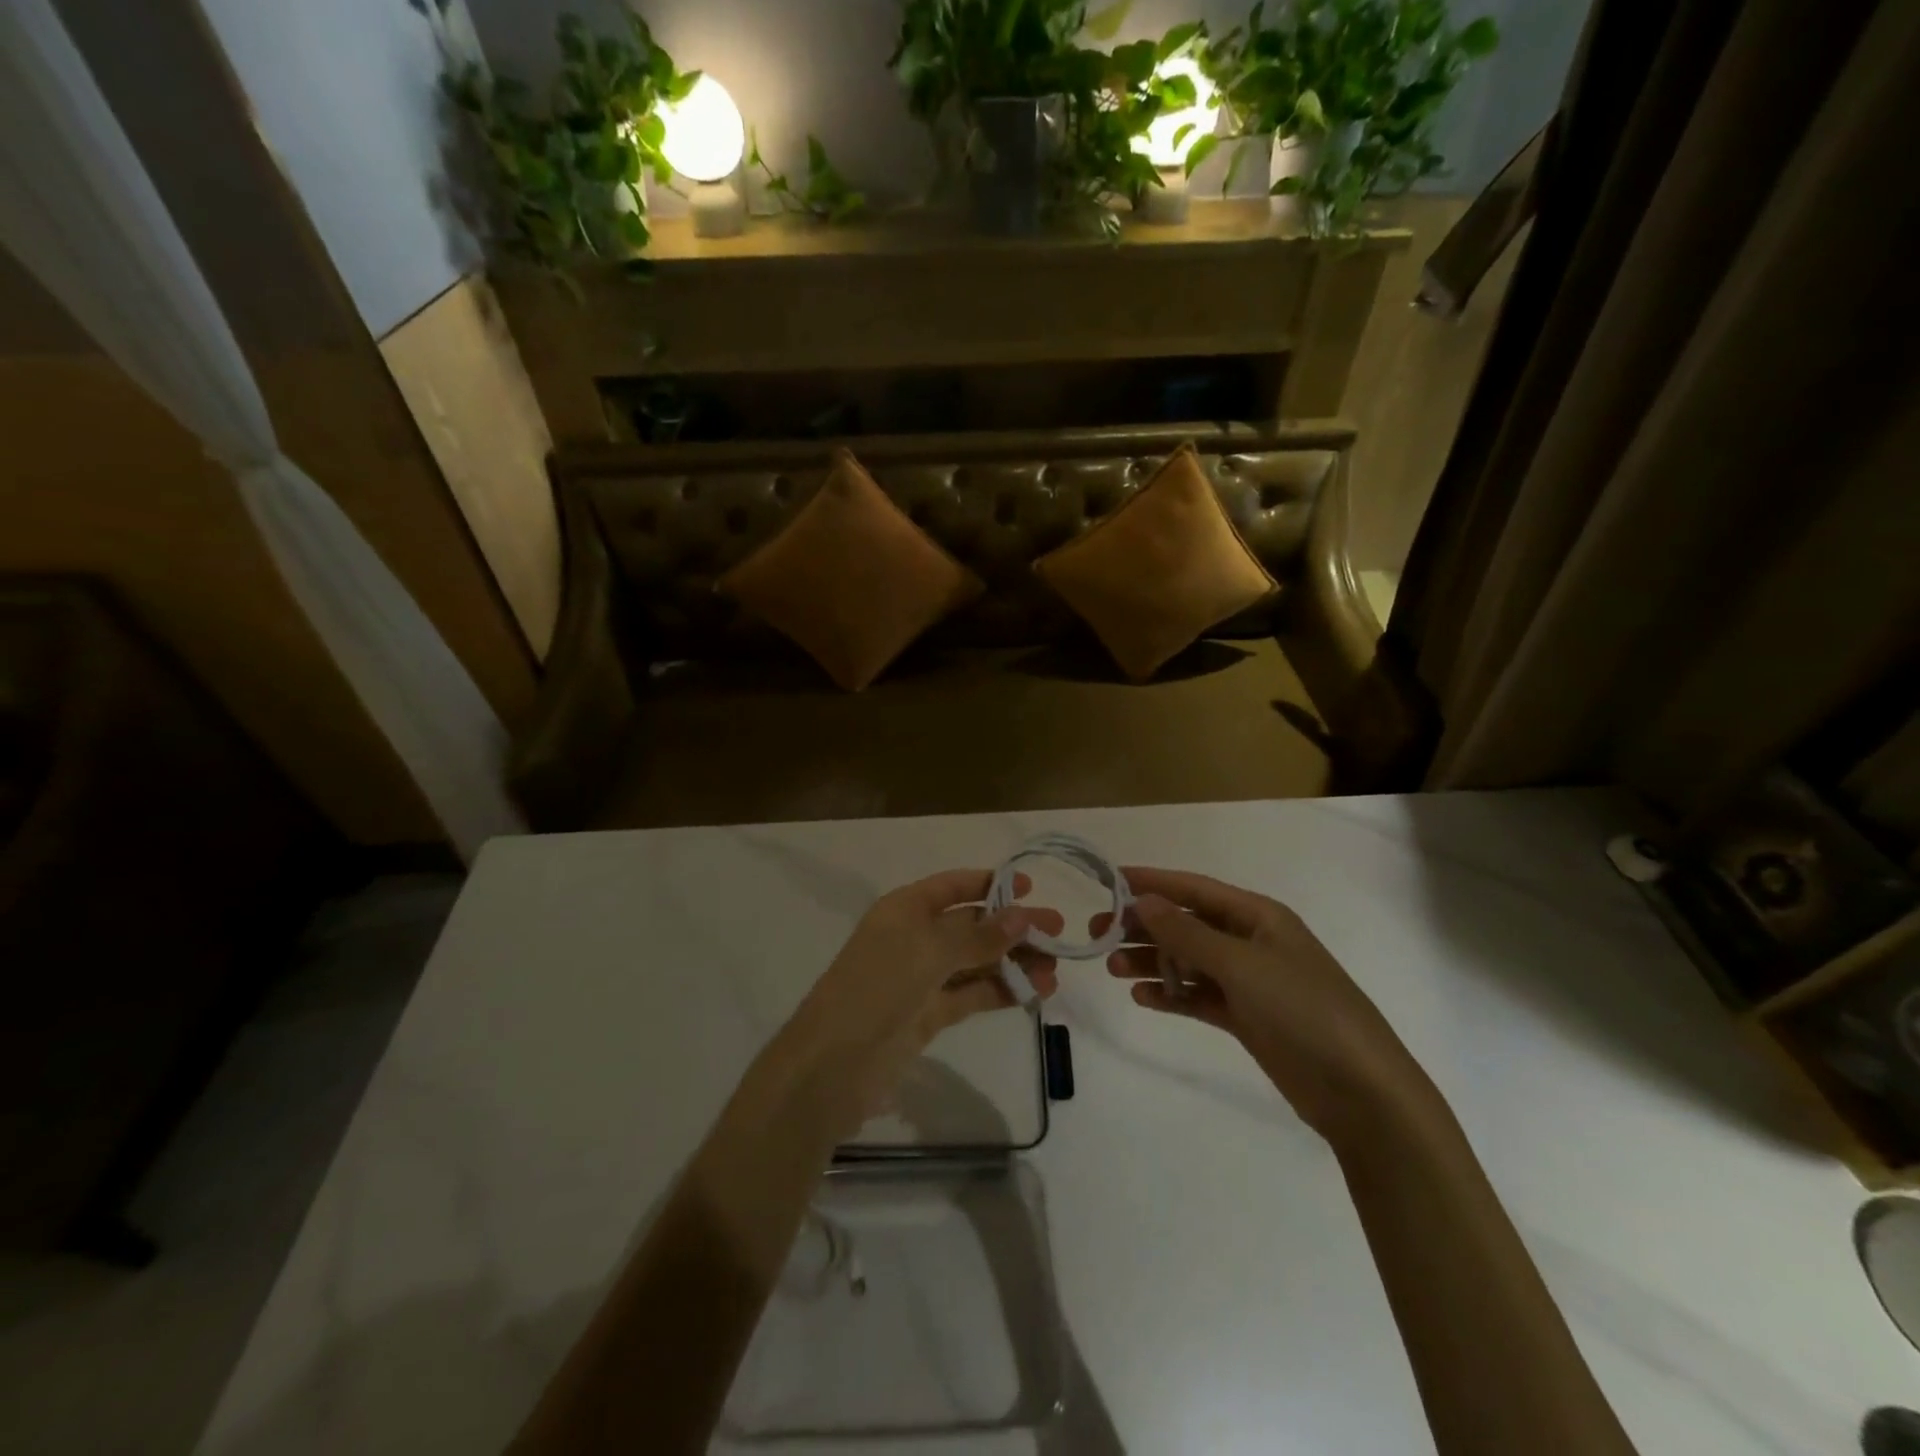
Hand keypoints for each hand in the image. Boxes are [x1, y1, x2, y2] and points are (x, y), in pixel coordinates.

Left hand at [785, 869, 1062, 1130]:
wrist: (832, 1066)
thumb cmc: (877, 989)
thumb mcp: (929, 952)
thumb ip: (979, 936)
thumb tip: (1023, 914)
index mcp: (905, 909)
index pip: (953, 887)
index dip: (990, 884)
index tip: (1031, 889)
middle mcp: (914, 937)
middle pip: (970, 925)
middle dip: (1012, 927)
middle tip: (1057, 933)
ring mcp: (921, 978)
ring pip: (975, 962)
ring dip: (1012, 962)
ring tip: (1054, 970)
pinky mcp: (928, 1015)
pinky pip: (971, 994)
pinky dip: (1001, 991)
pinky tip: (1034, 993)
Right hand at [1095, 868, 1416, 1138]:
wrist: (1360, 1090)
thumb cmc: (1303, 1010)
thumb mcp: (1241, 964)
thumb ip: (1188, 934)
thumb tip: (1144, 902)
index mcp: (1258, 916)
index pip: (1194, 889)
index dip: (1152, 882)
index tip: (1109, 880)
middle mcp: (1251, 942)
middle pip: (1187, 925)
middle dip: (1144, 926)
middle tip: (1098, 934)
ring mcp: (1249, 982)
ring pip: (1188, 962)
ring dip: (1151, 962)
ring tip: (1113, 970)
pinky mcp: (1246, 1018)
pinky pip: (1198, 997)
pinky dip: (1170, 995)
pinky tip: (1141, 998)